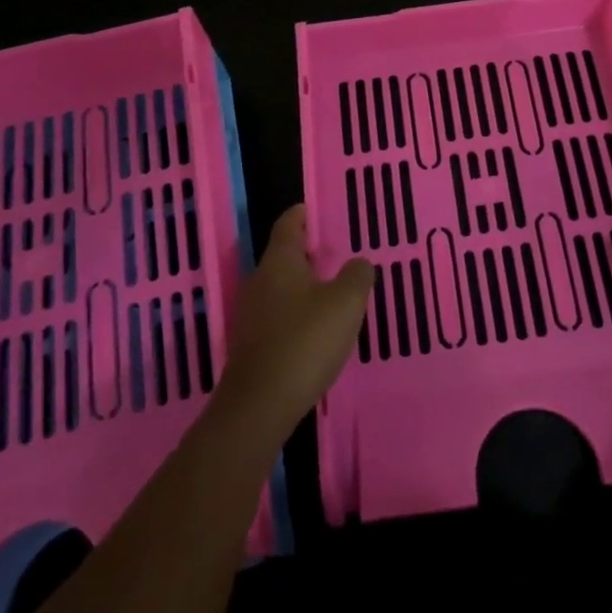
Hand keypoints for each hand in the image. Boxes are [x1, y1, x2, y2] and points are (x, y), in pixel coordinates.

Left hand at [215, 206, 373, 434]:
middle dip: (306, 251)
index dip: (301, 214)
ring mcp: (253, 314)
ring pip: (281, 287)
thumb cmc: (305, 341)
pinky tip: (318, 326)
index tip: (313, 208)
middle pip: (283, 255)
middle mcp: (261, 281)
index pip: (288, 225)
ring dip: (304, 284)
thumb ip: (357, 276)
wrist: (260, 404)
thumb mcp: (345, 303)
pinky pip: (279, 315)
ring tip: (333, 288)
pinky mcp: (254, 344)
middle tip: (335, 249)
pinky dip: (298, 311)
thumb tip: (358, 263)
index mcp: (280, 262)